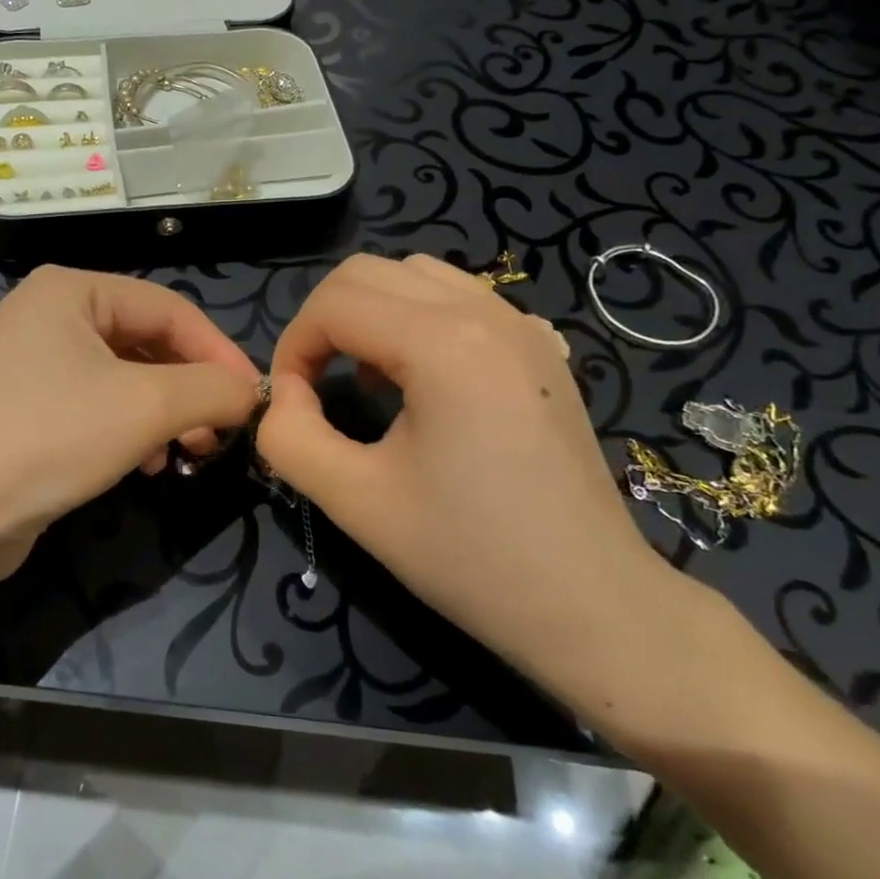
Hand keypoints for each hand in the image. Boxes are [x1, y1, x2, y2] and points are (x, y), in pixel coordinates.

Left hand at [0, 265, 261, 582]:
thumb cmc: (47, 439)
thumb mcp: (145, 406)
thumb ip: (212, 388)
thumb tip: (251, 392)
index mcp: (70, 289)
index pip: (169, 308)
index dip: (219, 351)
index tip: (253, 399)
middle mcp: (46, 314)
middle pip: (145, 342)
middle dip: (189, 389)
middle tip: (217, 434)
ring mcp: (28, 362)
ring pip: (122, 378)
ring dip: (163, 413)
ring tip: (184, 453)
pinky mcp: (21, 407)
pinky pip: (93, 405)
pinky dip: (127, 429)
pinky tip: (144, 465)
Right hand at [255, 253, 679, 703]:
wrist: (595, 607)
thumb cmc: (472, 558)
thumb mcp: (356, 502)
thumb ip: (290, 437)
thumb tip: (285, 394)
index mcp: (443, 343)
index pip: (333, 303)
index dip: (292, 347)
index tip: (291, 403)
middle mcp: (485, 313)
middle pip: (367, 272)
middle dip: (324, 322)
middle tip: (316, 385)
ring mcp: (521, 324)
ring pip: (414, 274)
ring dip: (370, 313)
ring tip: (368, 378)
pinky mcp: (540, 347)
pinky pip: (459, 297)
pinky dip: (417, 317)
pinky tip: (423, 379)